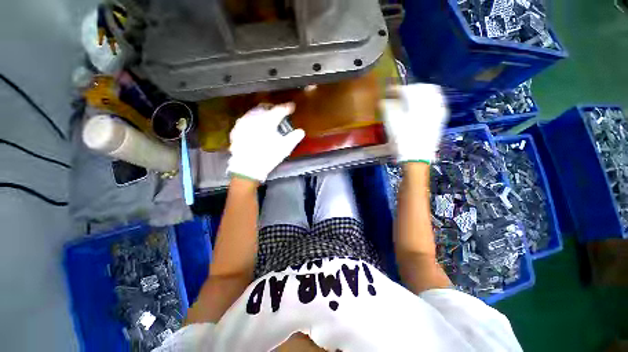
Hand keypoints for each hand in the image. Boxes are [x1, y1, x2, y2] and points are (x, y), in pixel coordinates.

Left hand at [227, 103, 304, 181]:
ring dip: (261, 115)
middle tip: (278, 114)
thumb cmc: (268, 156)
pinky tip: (254, 128)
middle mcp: (254, 117)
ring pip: (254, 113)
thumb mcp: (285, 148)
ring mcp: (243, 123)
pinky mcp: (237, 130)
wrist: (247, 167)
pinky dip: (252, 122)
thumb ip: (294, 137)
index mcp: (267, 120)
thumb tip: (301, 131)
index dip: (287, 108)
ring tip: (266, 121)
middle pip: (265, 108)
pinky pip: (245, 121)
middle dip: (272, 109)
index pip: (279, 110)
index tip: (291, 106)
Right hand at [380, 84, 448, 163]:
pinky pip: (438, 102)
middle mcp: (431, 103)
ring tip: (411, 99)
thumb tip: (383, 101)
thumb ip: (387, 108)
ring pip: (432, 93)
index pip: (406, 90)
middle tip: (399, 94)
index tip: (387, 92)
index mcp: (417, 103)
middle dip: (409, 88)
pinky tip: (421, 107)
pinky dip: (429, 100)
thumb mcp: (391, 123)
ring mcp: (438, 110)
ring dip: (420, 92)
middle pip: (422, 87)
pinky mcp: (441, 118)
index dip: (395, 89)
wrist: (416, 157)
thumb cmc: (402, 140)